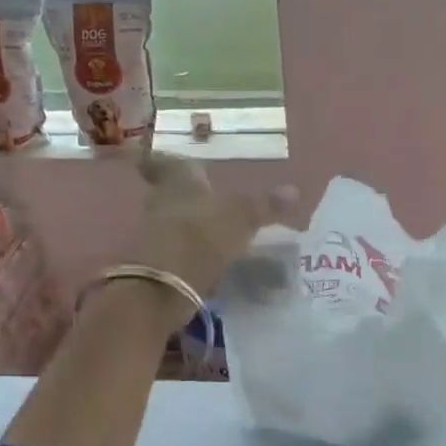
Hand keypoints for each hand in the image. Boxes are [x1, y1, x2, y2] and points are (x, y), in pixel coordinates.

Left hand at [128, 147, 297, 311]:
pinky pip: (171, 249)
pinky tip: (203, 258)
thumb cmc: (202, 237)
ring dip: (185, 224)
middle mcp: (160, 201)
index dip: (163, 161)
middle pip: (167, 193)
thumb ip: (266, 206)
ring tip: (209, 230)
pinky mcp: (153, 263)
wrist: (162, 287)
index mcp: (179, 181)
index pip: (165, 163)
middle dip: (183, 196)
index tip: (159, 158)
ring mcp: (152, 233)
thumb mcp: (242, 218)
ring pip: (169, 221)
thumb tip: (294, 190)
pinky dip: (185, 251)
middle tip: (202, 198)